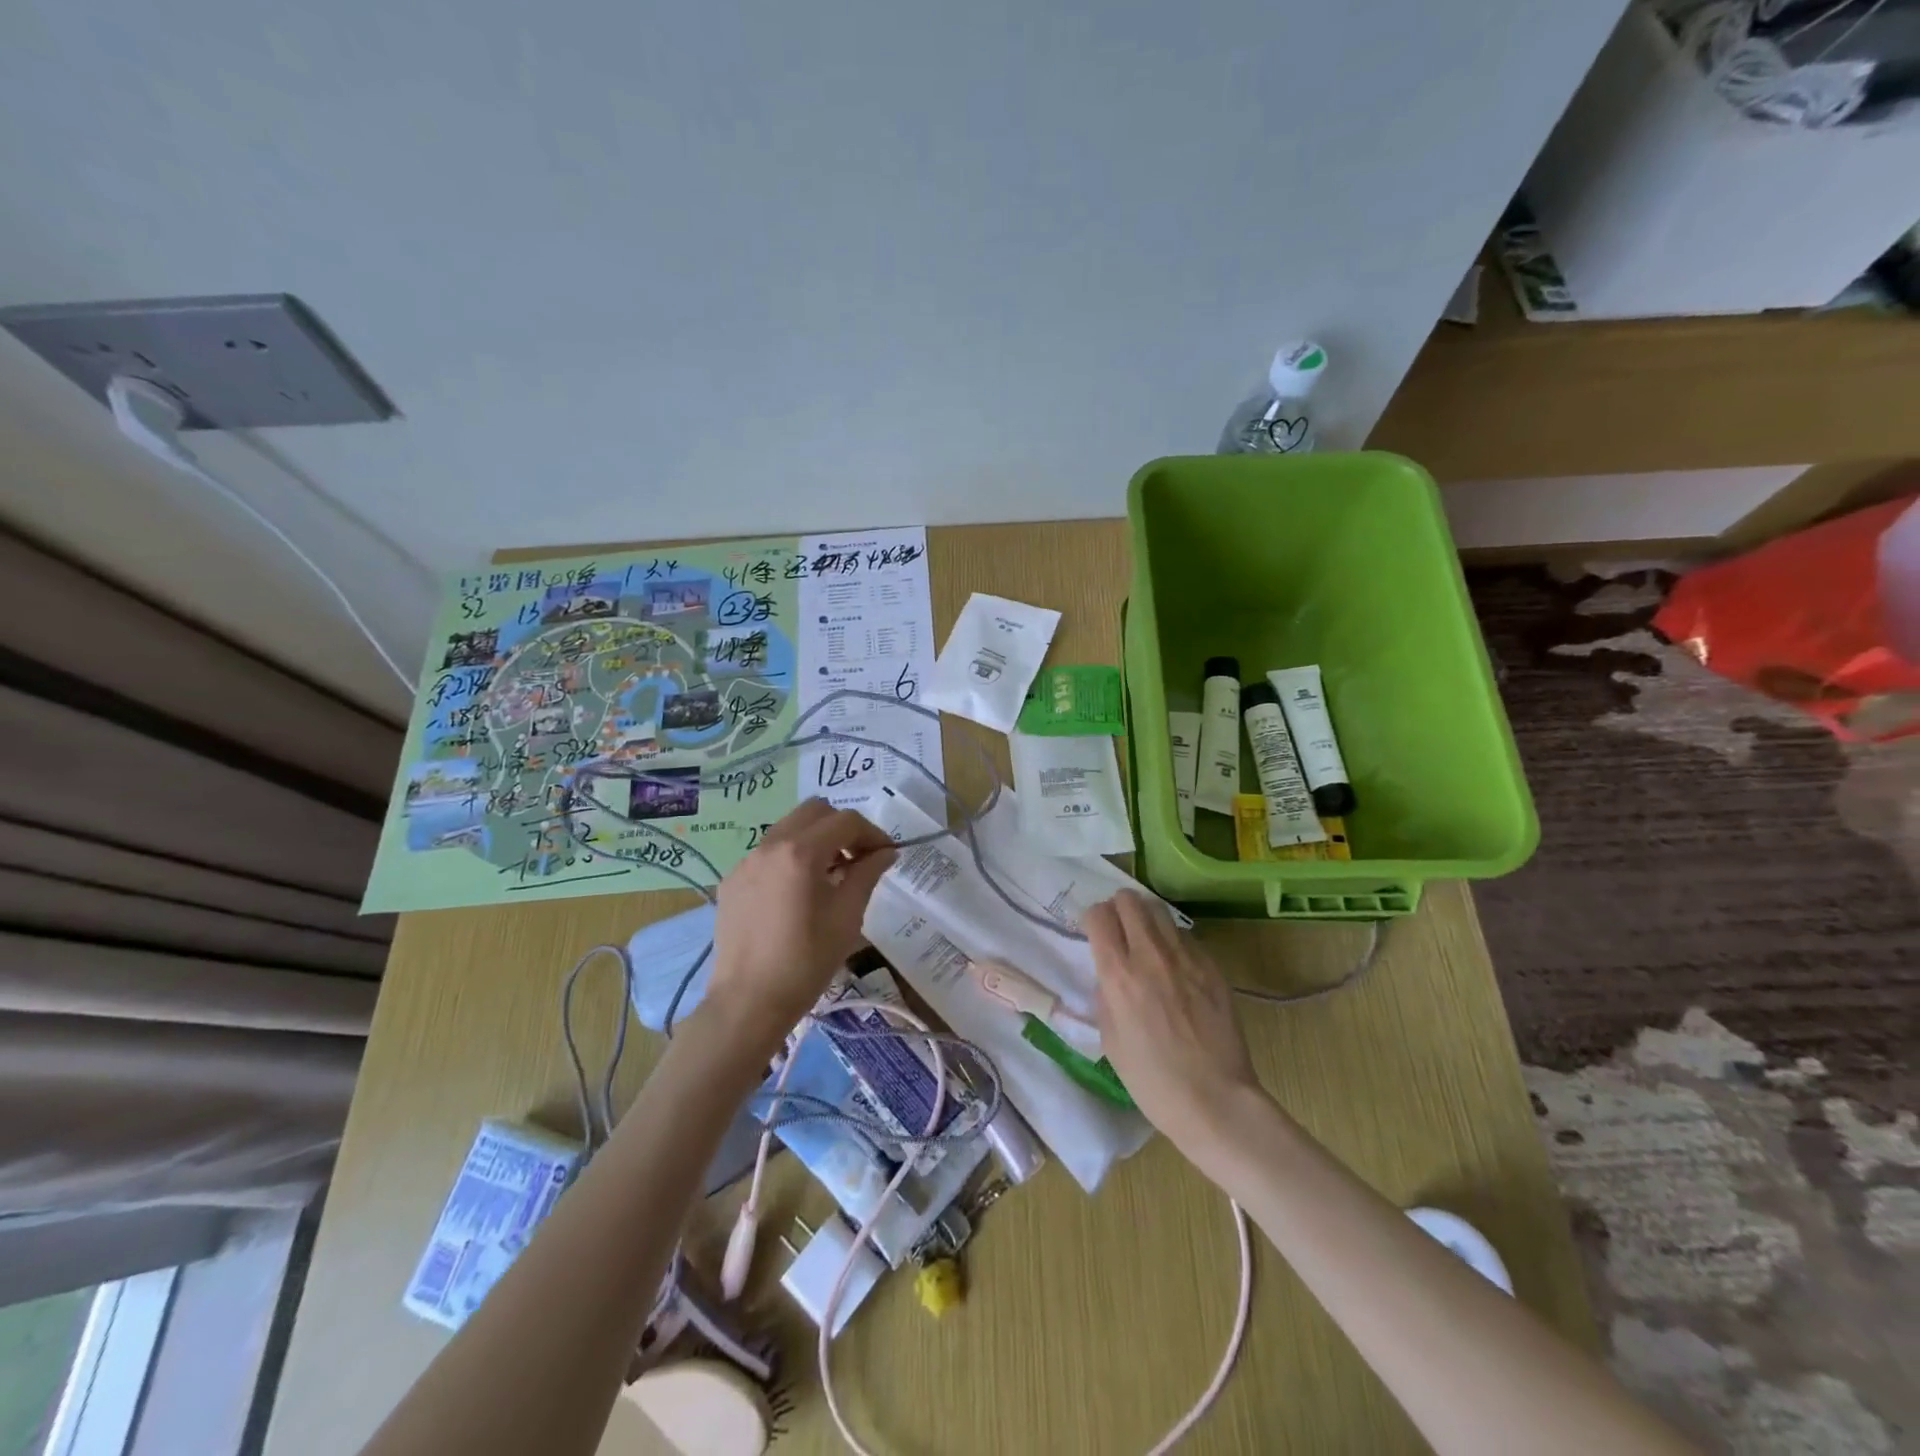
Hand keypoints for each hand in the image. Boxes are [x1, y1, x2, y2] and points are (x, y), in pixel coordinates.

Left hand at [706, 798, 895, 1052]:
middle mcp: (769, 845)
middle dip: (842, 827)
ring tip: (831, 875)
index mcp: (800, 852)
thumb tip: (886, 852)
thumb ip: (867, 874)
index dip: (873, 833)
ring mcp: (746, 862)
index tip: (886, 855)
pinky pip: (768, 853)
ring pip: (789, 828)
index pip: (846, 821)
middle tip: (858, 858)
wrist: (748, 1003)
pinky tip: (798, 893)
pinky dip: (791, 858)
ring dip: (816, 839)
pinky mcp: (732, 881)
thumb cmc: (806, 961)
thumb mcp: (847, 917)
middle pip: (815, 812)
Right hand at [1084, 890, 1266, 1168]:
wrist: (1215, 1100)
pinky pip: (1186, 937)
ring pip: (1160, 910)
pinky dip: (1173, 942)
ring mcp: (1186, 958)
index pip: (1099, 916)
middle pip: (1129, 900)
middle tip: (1118, 929)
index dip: (1092, 919)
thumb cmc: (1153, 1081)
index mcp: (1119, 975)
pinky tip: (1176, 967)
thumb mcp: (1110, 1041)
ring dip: (1146, 918)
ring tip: (1146, 940)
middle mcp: (1150, 955)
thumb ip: (1105, 998)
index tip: (1093, 933)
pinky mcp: (1212, 966)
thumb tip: (1109, 977)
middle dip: (1118, 908)